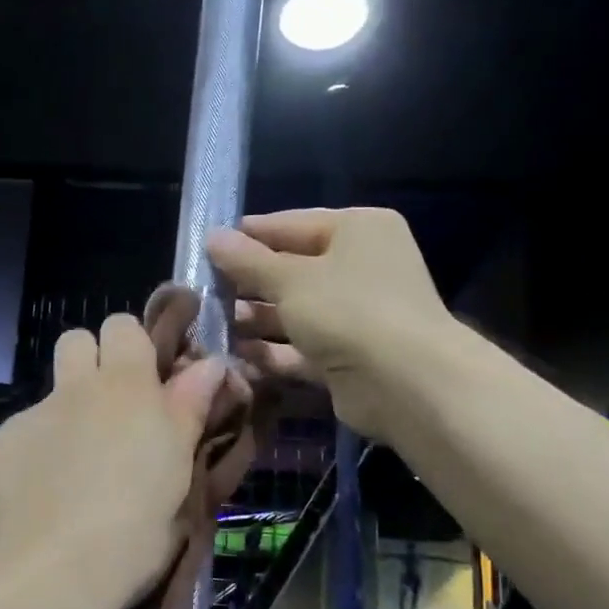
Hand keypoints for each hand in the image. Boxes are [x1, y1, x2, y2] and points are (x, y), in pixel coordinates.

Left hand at [0, 314, 227, 608]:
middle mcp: (72, 390)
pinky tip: (33, 503)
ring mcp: (25, 418)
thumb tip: (208, 364)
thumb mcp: (177, 484)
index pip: (124, 326)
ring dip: (64, 417)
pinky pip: (16, 437)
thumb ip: (189, 414)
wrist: (32, 585)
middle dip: (94, 365)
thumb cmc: (126, 541)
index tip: (151, 388)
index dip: (135, 349)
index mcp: (125, 391)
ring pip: (49, 397)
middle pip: (77, 341)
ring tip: (70, 475)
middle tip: (111, 417)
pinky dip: (28, 458)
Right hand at [208, 208, 451, 439]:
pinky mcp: (348, 356)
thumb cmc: (348, 311)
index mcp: (358, 230)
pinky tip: (234, 355)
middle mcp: (361, 267)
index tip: (206, 246)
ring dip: (255, 319)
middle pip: (292, 270)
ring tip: (209, 324)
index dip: (248, 236)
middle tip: (201, 291)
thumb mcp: (290, 280)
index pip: (291, 224)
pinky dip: (272, 350)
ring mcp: (356, 314)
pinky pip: (301, 347)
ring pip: (294, 311)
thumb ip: (248, 261)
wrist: (407, 384)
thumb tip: (212, 236)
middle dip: (247, 283)